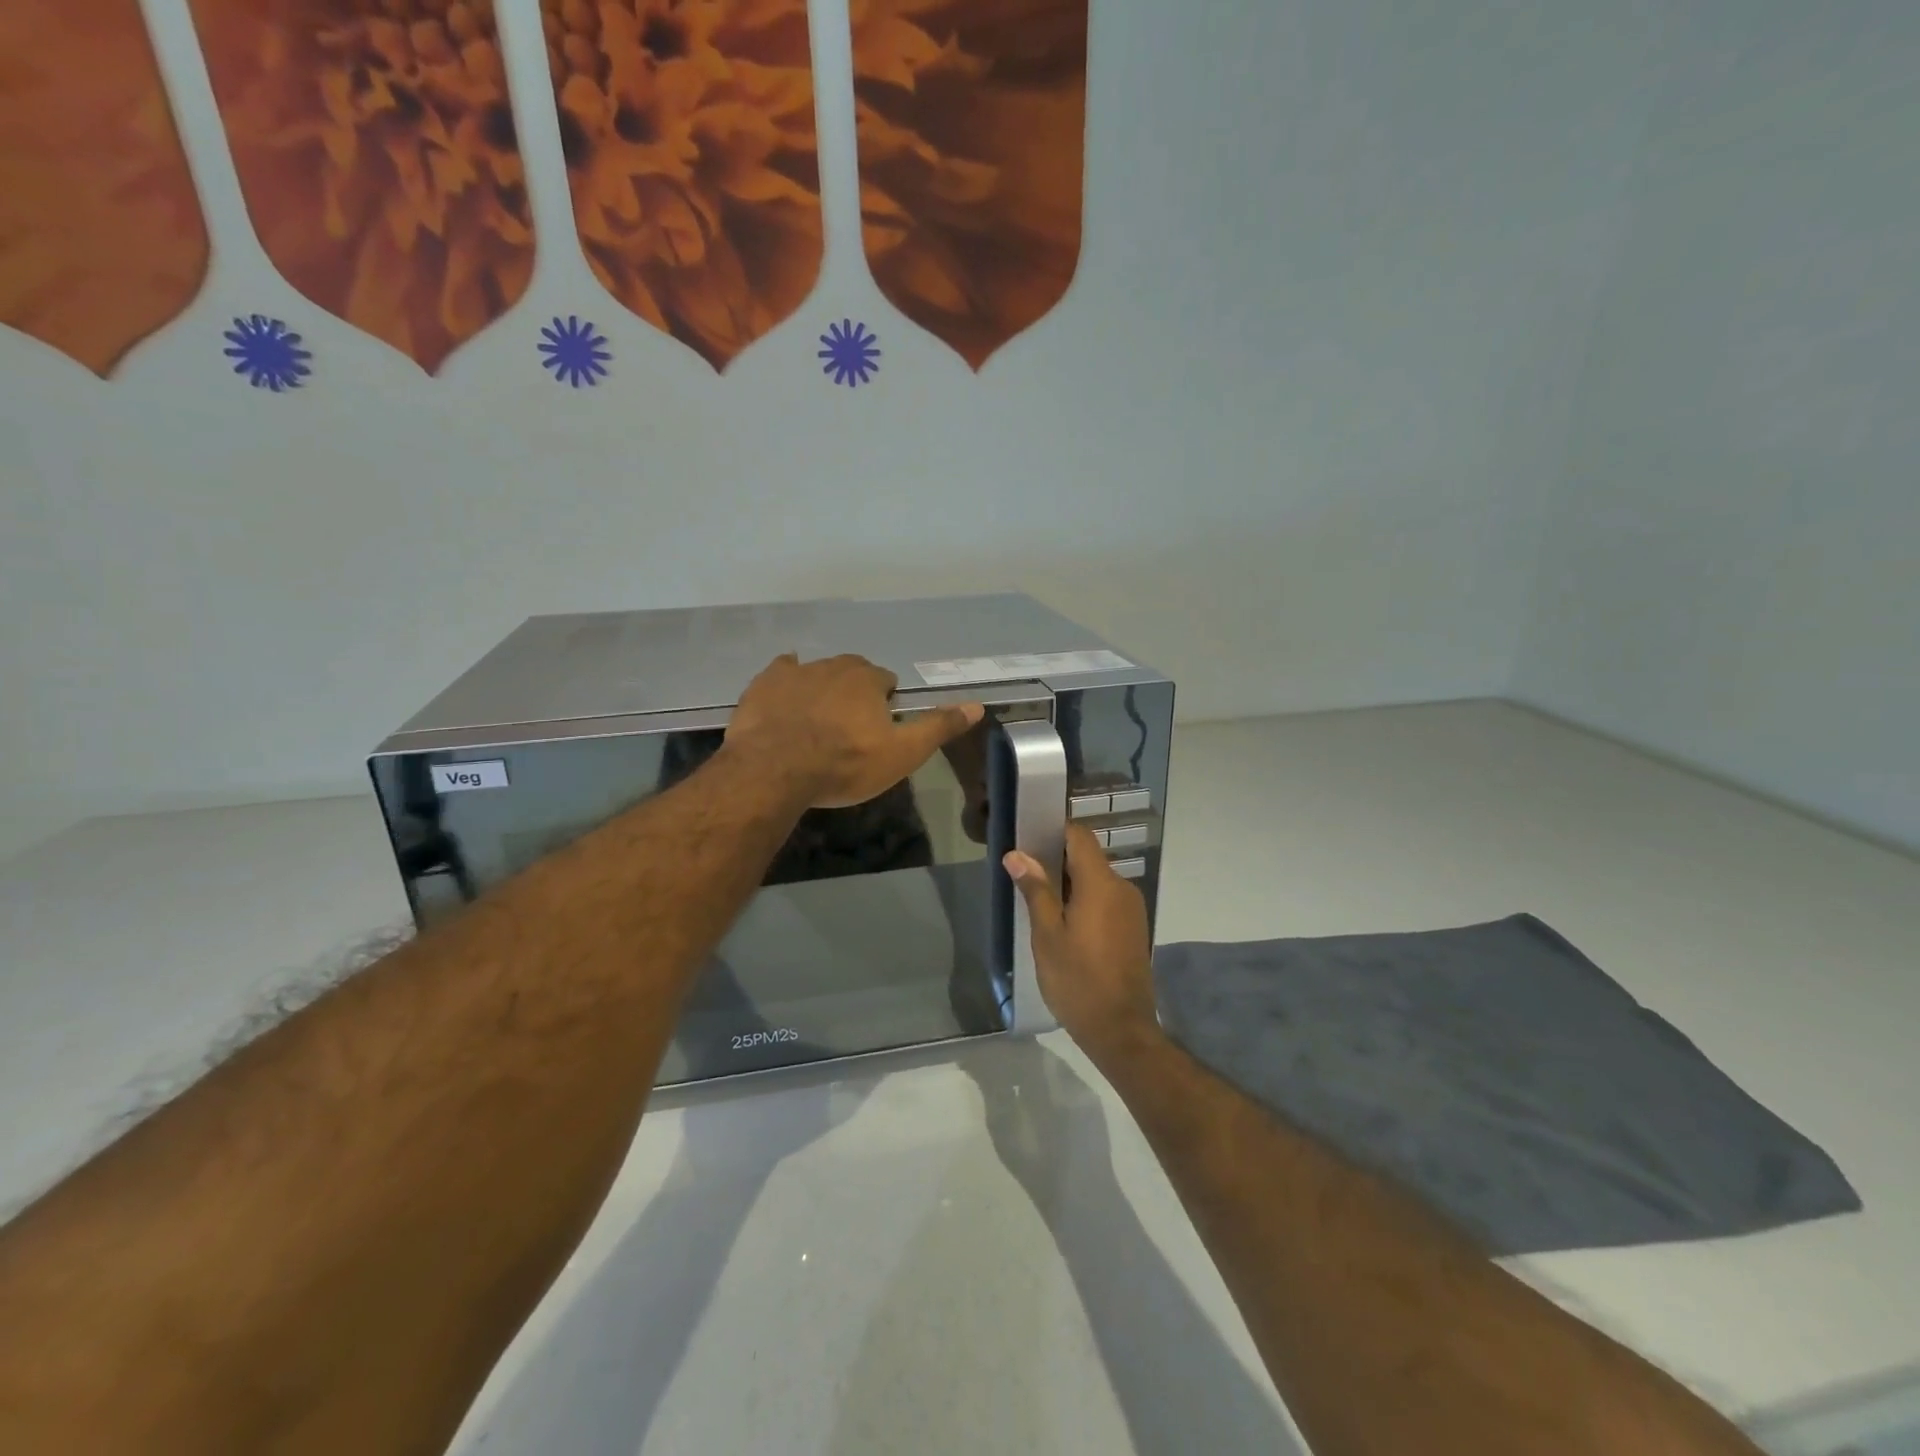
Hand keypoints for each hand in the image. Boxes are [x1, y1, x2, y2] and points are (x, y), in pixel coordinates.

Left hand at [725, 654, 983, 809]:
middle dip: (854, 692)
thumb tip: (976, 706)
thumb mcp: (902, 753)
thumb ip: (938, 728)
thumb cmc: (845, 764)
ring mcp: (795, 672)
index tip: (879, 728)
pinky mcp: (764, 684)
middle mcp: (834, 665)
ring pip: (817, 673)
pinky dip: (787, 683)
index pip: (885, 681)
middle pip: (852, 672)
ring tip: (817, 722)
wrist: (775, 770)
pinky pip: (781, 673)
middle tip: (849, 726)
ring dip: (822, 690)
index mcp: (868, 679)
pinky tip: (785, 699)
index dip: (885, 703)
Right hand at [1005, 824, 1160, 1062]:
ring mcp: (1132, 909)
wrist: (1121, 1030)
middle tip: (1025, 877)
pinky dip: (1085, 901)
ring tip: (1040, 904)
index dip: (1054, 831)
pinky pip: (1106, 900)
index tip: (1028, 840)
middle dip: (1057, 861)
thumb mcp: (1047, 935)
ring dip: (1070, 884)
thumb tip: (1017, 854)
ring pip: (1097, 880)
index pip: (1079, 836)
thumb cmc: (1078, 981)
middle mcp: (1122, 887)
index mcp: (1100, 883)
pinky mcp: (1134, 928)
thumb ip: (1035, 890)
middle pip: (1088, 857)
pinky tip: (1064, 925)